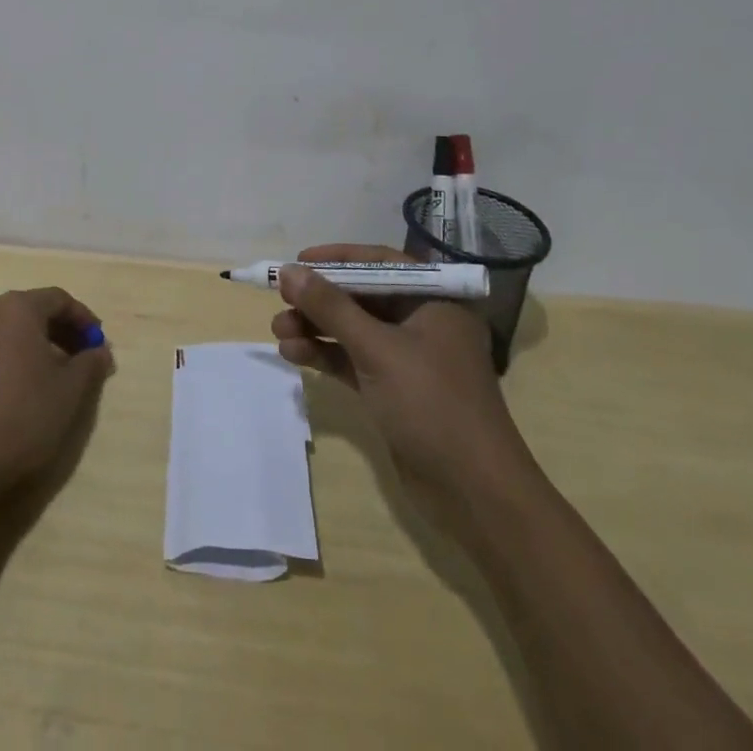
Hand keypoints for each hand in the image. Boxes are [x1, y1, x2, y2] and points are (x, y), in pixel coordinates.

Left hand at [0, 287, 112, 498]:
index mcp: (19, 308)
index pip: (58, 300)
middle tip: (71, 356)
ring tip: (20, 355)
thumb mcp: (72, 390)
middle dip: (50, 326)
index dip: (81, 319)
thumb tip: (99, 351)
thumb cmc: (28, 418)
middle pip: (23, 307)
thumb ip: (90, 363)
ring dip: (1, 327)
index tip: (96, 344)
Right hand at [272, 246, 535, 514]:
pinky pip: (353, 360)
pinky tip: (293, 354)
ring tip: (278, 333)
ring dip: (316, 329)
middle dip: (319, 300)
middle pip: (362, 297)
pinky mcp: (395, 391)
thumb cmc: (432, 405)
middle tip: (280, 301)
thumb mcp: (377, 349)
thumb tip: (288, 271)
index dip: (337, 258)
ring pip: (353, 330)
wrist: (474, 494)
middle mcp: (423, 322)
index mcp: (434, 300)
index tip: (298, 262)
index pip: (380, 263)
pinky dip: (325, 355)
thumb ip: (331, 307)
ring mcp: (409, 359)